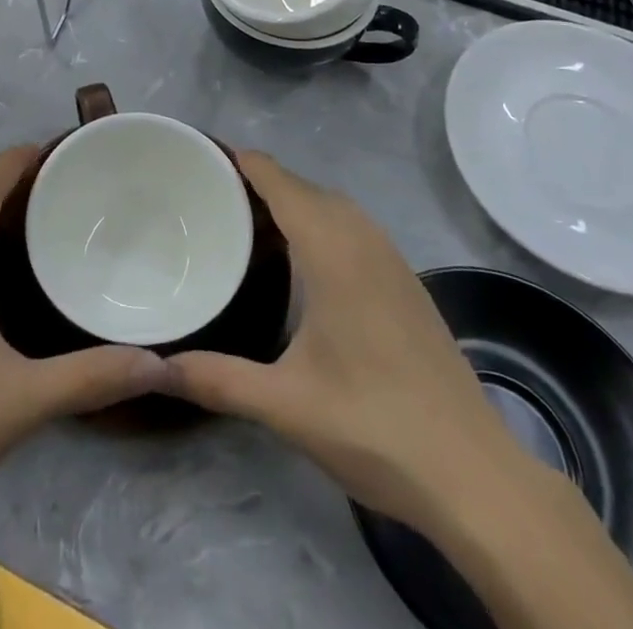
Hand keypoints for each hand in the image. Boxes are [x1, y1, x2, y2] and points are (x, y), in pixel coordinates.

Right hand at [167, 152, 528, 533]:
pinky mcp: (408, 285)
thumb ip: (217, 380)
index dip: (243, 161)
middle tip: (214, 196)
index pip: (280, 182)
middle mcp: (364, 241)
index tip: (202, 157)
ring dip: (296, 201)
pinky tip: (307, 264)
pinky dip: (324, 224)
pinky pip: (356, 229)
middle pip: (306, 188)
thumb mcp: (285, 405)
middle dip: (262, 181)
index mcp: (333, 251)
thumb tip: (158, 367)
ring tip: (252, 223)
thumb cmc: (374, 427)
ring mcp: (393, 262)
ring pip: (336, 207)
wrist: (475, 475)